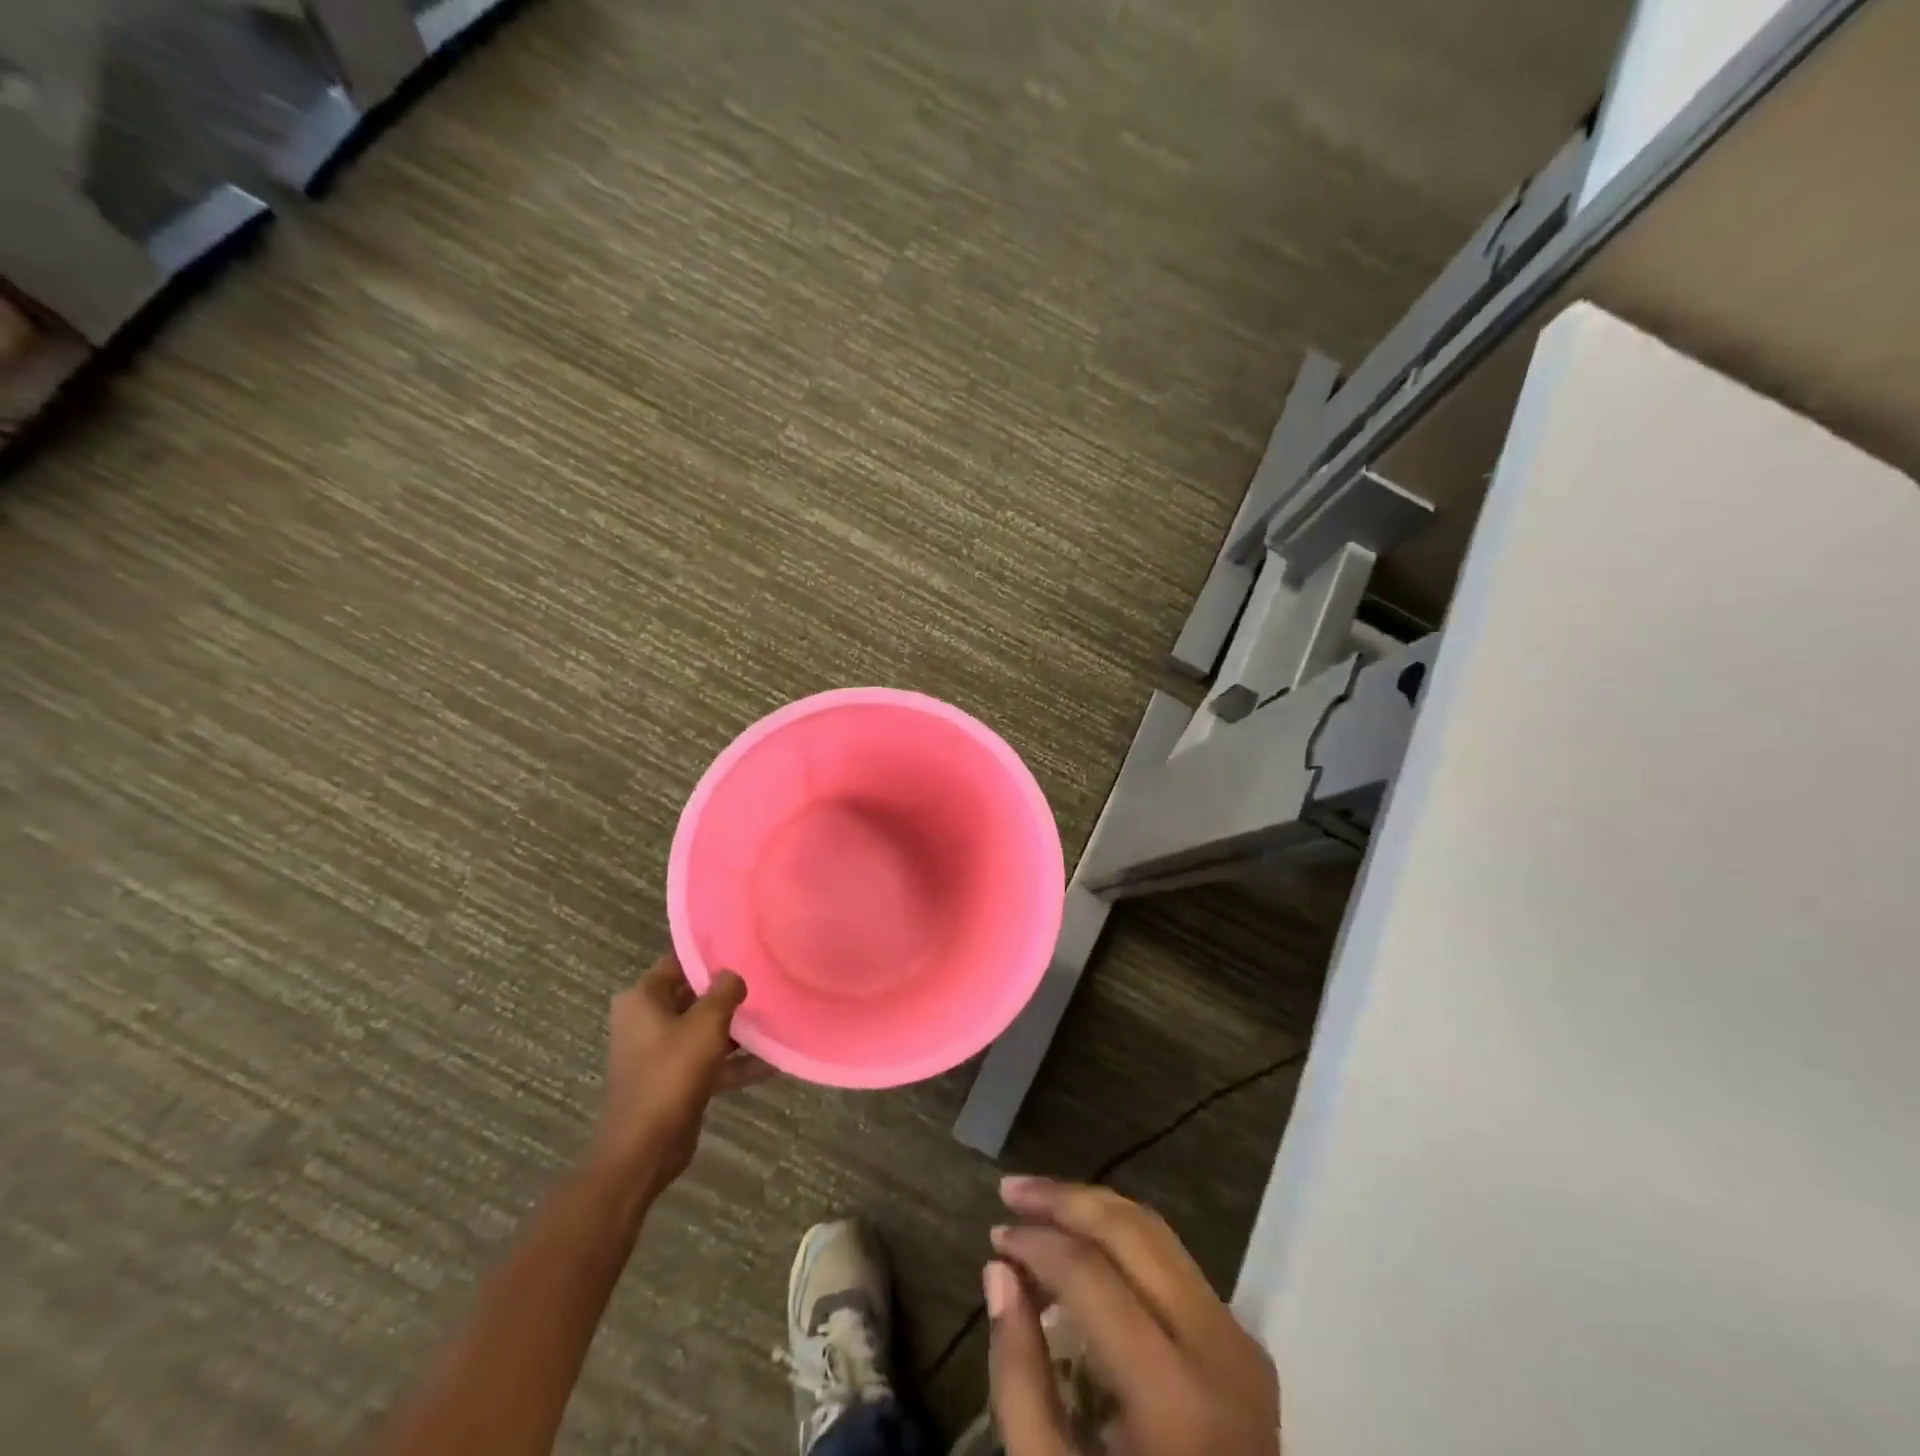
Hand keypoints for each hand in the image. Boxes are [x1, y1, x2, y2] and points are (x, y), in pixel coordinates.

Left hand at [592, 953, 772, 1195]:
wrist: (644, 1148)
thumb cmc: (670, 1073)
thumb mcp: (706, 1024)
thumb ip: (724, 991)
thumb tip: (733, 974)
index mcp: (643, 998)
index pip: (679, 961)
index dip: (710, 955)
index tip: (745, 947)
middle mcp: (646, 1020)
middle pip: (694, 995)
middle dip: (728, 992)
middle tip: (766, 980)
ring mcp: (660, 1052)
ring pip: (703, 1029)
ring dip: (736, 1029)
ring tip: (775, 1018)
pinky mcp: (674, 1080)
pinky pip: (709, 1060)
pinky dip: (735, 1061)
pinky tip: (773, 1062)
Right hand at [985, 1179, 1279, 1455]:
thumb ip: (1019, 1380)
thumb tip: (999, 1272)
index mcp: (1176, 1397)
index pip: (1092, 1277)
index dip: (1036, 1245)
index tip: (995, 1237)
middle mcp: (1219, 1349)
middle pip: (1133, 1232)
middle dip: (1066, 1200)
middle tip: (1012, 1191)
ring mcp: (1239, 1342)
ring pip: (1158, 1234)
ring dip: (1094, 1210)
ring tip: (1040, 1204)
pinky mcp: (1244, 1344)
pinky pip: (1175, 1263)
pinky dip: (1123, 1240)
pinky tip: (1084, 1243)